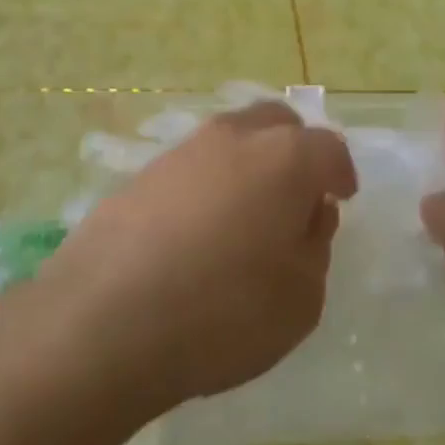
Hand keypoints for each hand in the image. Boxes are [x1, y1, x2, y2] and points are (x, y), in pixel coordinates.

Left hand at [34, 101, 356, 417]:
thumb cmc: (222, 312)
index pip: (328, 148)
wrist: (103, 320)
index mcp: (286, 158)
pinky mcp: (143, 173)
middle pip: (278, 123)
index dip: (340, 173)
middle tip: (297, 197)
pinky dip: (209, 184)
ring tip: (245, 216)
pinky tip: (198, 231)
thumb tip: (309, 214)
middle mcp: (236, 137)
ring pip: (232, 139)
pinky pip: (193, 166)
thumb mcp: (300, 299)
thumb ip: (315, 247)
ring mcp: (184, 150)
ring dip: (249, 165)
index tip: (341, 198)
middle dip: (296, 151)